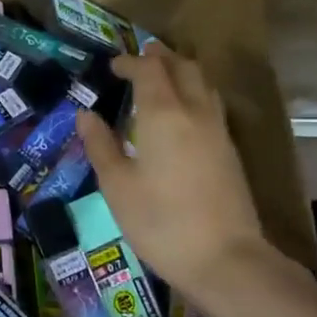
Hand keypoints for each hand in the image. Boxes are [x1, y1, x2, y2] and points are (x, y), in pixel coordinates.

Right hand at [77, 44, 285, 310]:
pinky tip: (183, 114)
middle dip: (161, 58)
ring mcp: (218, 131)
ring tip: (162, 79)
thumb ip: (101, 145)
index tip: (113, 66)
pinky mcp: (230, 151)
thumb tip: (85, 114)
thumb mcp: (117, 186)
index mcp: (163, 114)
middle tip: (140, 59)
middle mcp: (195, 112)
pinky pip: (212, 105)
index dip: (130, 62)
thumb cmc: (159, 222)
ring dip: (182, 72)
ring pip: (204, 84)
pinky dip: (195, 94)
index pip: (149, 70)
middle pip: (184, 67)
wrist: (223, 258)